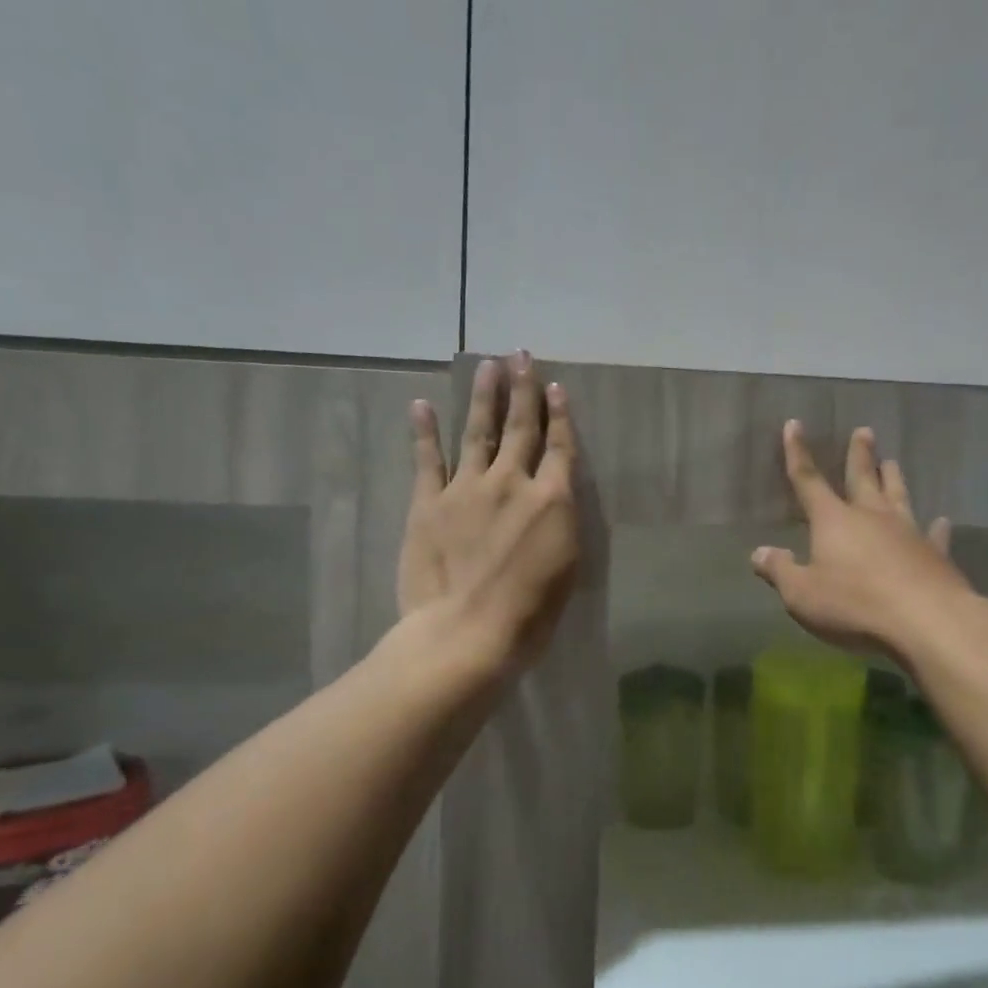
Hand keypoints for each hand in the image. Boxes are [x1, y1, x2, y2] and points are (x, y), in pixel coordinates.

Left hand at [399, 353, 580, 676]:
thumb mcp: (566, 567)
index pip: (560, 448)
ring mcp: (467, 488)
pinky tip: (422, 405)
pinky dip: (424, 431)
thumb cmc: (529, 613)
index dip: (559, 415)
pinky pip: (427, 460)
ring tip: (486, 366)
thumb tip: (553, 497)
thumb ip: (560, 523)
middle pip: (520, 428)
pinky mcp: (429, 503)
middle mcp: (512, 482)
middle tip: (521, 356)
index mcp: (551, 501)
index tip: (555, 387)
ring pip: (478, 432)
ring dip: (483, 397)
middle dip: (523, 390)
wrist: (467, 631)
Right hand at [752, 421, 969, 660]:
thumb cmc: (854, 604)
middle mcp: (871, 516)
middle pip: (862, 478)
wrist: (926, 620)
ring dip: (893, 478)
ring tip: (892, 461)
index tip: (794, 425)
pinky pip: (934, 534)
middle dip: (859, 455)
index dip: (797, 453)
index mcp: (833, 521)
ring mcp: (907, 532)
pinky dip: (936, 527)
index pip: (808, 481)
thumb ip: (780, 571)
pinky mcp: (934, 553)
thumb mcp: (802, 594)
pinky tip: (942, 521)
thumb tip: (758, 553)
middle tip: (864, 431)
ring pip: (898, 496)